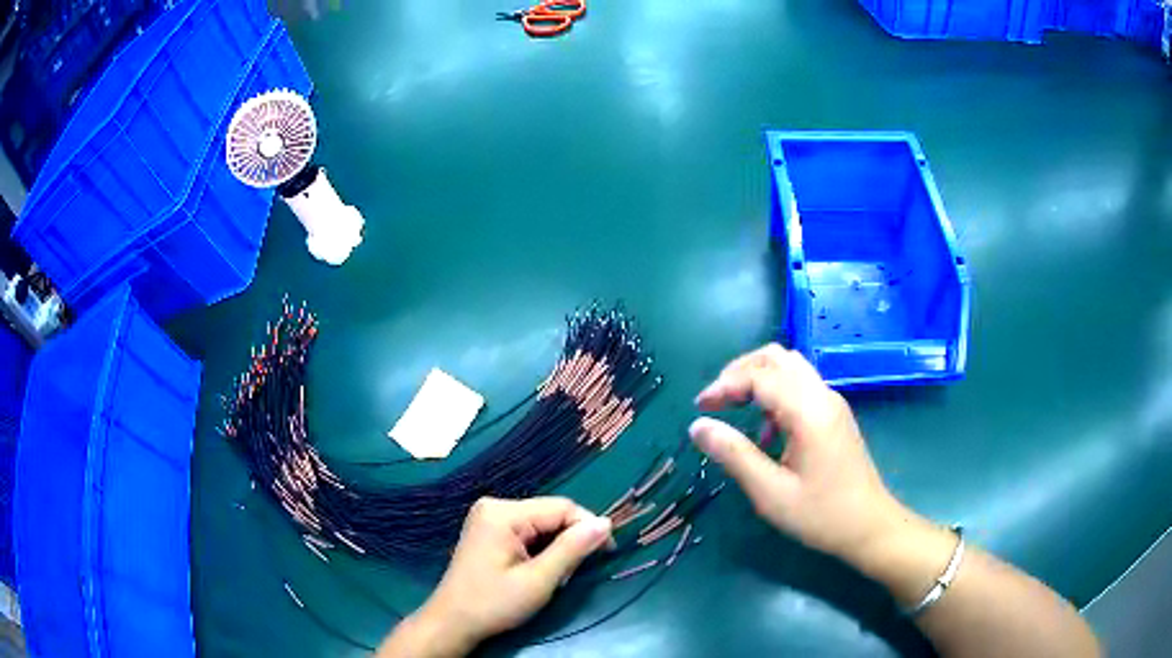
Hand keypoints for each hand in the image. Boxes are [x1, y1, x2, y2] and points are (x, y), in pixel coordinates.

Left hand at [379, 497, 612, 657]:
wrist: (452, 622)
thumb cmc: (494, 604)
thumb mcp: (538, 580)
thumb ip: (572, 549)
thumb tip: (606, 523)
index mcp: (504, 513)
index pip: (562, 507)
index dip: (589, 528)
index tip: (606, 554)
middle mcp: (495, 506)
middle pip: (551, 514)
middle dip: (569, 542)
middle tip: (571, 575)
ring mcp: (489, 518)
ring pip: (542, 525)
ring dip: (557, 549)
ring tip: (553, 577)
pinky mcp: (489, 531)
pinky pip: (528, 532)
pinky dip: (541, 551)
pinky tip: (538, 572)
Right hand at [688, 344, 914, 564]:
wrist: (869, 526)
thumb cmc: (820, 514)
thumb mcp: (770, 492)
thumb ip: (733, 455)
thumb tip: (697, 426)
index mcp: (808, 411)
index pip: (760, 375)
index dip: (725, 385)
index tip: (700, 407)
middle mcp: (822, 395)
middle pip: (776, 357)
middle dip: (740, 371)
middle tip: (716, 400)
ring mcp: (832, 402)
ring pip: (790, 367)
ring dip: (758, 379)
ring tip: (735, 409)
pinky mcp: (835, 414)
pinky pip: (801, 385)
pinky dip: (775, 393)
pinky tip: (766, 432)